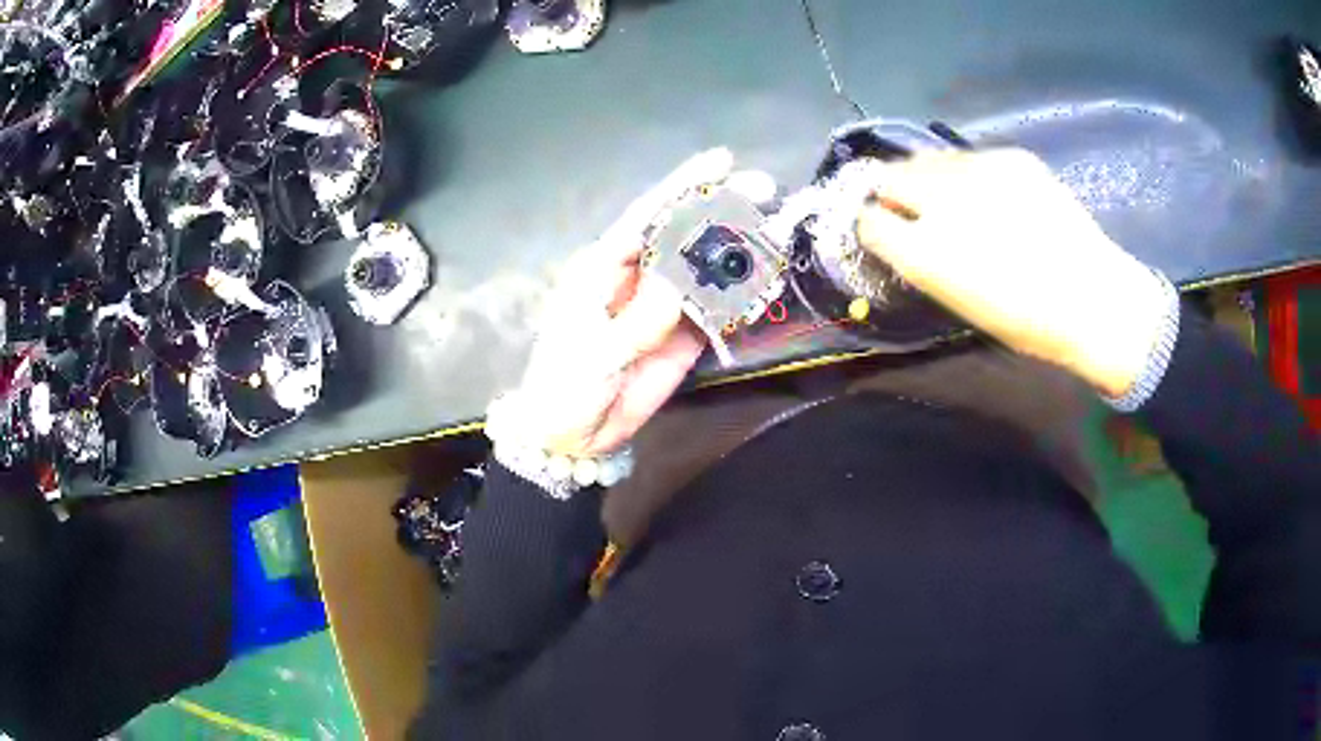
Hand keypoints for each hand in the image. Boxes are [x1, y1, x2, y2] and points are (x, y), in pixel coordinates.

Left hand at [492, 149, 737, 456]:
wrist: (573, 436)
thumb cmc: (566, 387)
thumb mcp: (596, 354)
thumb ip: (639, 319)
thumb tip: (679, 278)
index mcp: (603, 267)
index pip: (647, 218)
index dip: (684, 187)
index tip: (721, 161)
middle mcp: (636, 275)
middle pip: (682, 233)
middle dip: (721, 208)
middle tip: (763, 188)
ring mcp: (662, 303)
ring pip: (704, 265)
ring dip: (738, 247)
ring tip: (773, 233)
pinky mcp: (682, 332)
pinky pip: (714, 305)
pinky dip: (740, 292)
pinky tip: (764, 278)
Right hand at [854, 148, 1169, 397]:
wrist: (1092, 298)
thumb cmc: (1025, 319)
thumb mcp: (958, 300)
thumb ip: (920, 258)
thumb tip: (900, 228)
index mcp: (924, 252)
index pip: (868, 219)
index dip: (874, 223)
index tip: (885, 229)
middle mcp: (941, 200)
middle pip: (889, 176)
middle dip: (894, 192)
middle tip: (916, 209)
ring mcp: (978, 169)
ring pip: (928, 159)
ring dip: (930, 177)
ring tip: (957, 198)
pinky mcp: (1009, 156)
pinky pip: (970, 157)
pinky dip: (971, 174)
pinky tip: (997, 196)